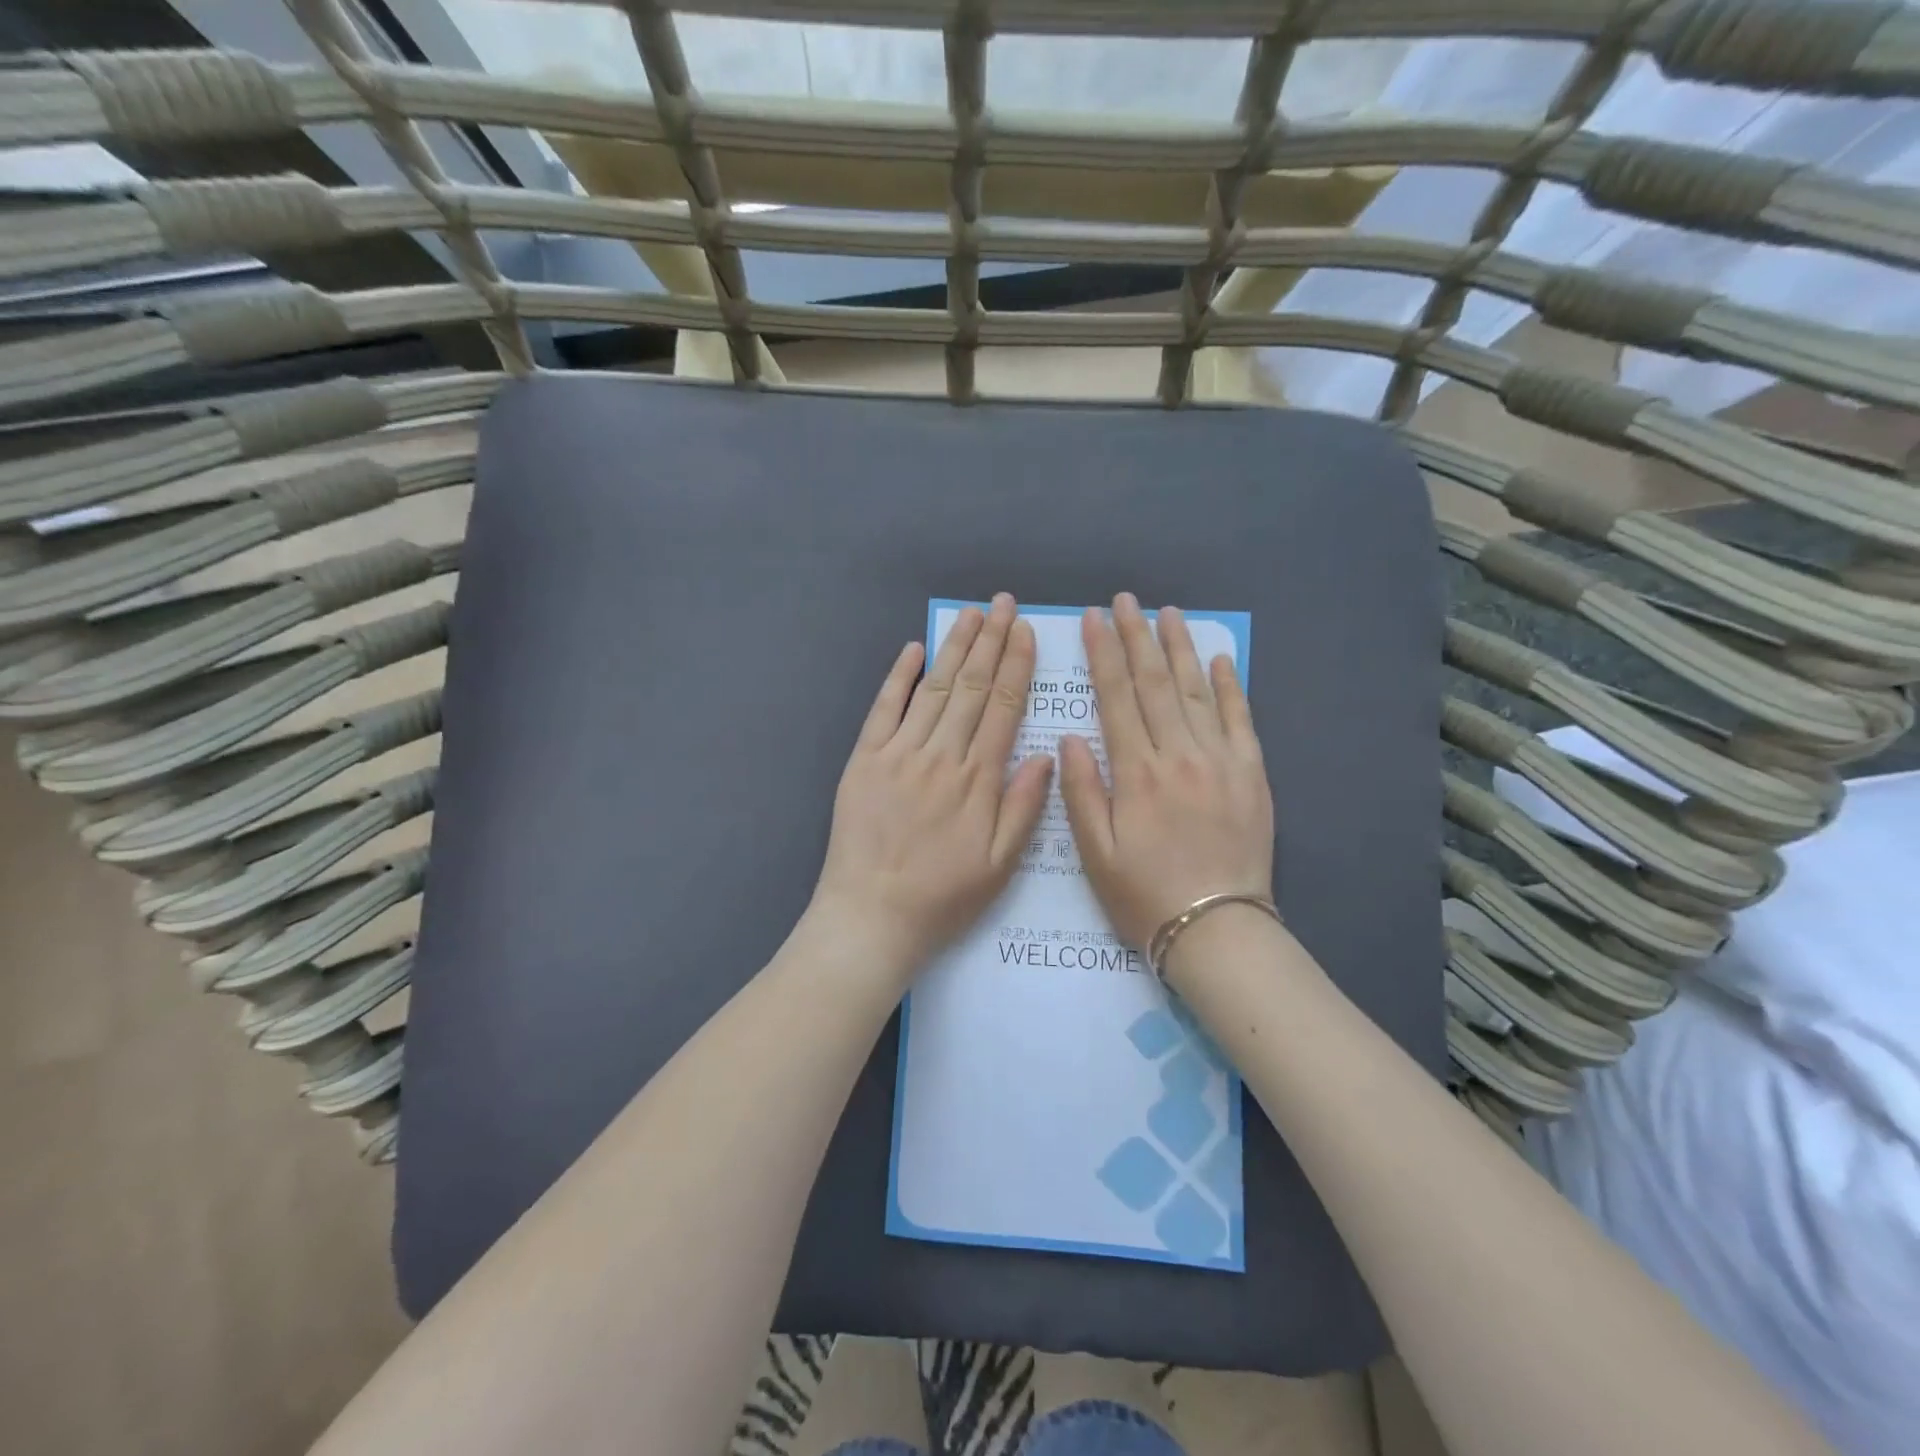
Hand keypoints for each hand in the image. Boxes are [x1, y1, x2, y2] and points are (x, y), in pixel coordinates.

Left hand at [811, 594, 1054, 983]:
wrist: (871, 917)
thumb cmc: (943, 897)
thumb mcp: (1001, 864)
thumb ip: (1024, 806)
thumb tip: (1045, 754)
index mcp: (978, 779)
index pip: (1003, 707)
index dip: (1015, 666)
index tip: (1025, 632)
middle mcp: (941, 755)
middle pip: (970, 687)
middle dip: (989, 641)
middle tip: (1002, 603)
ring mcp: (899, 753)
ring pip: (933, 689)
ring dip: (953, 648)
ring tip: (970, 614)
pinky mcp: (865, 760)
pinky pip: (884, 709)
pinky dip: (899, 677)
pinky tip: (913, 649)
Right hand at [1058, 593, 1273, 950]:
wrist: (1217, 929)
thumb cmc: (1144, 894)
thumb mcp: (1094, 852)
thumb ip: (1081, 791)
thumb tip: (1070, 738)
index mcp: (1136, 772)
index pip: (1115, 696)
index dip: (1102, 653)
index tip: (1093, 619)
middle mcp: (1179, 754)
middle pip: (1154, 682)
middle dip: (1137, 636)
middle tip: (1126, 601)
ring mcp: (1220, 760)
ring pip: (1197, 690)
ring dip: (1180, 648)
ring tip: (1168, 613)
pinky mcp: (1252, 773)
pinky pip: (1241, 718)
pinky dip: (1230, 685)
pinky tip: (1220, 658)